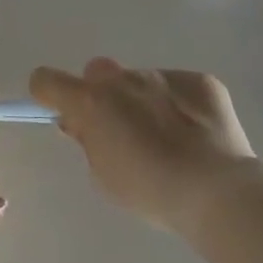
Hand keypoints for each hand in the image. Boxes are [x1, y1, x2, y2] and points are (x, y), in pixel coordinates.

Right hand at [28, 58, 262, 232]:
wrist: (216, 188)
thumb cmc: (148, 189)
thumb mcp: (102, 174)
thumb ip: (87, 141)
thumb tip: (80, 122)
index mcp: (90, 101)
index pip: (45, 79)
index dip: (49, 94)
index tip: (63, 113)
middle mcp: (122, 78)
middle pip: (97, 73)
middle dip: (102, 93)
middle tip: (120, 128)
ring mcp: (163, 75)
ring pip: (140, 80)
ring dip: (143, 100)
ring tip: (169, 138)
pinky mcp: (199, 80)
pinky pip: (177, 87)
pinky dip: (180, 105)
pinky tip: (195, 134)